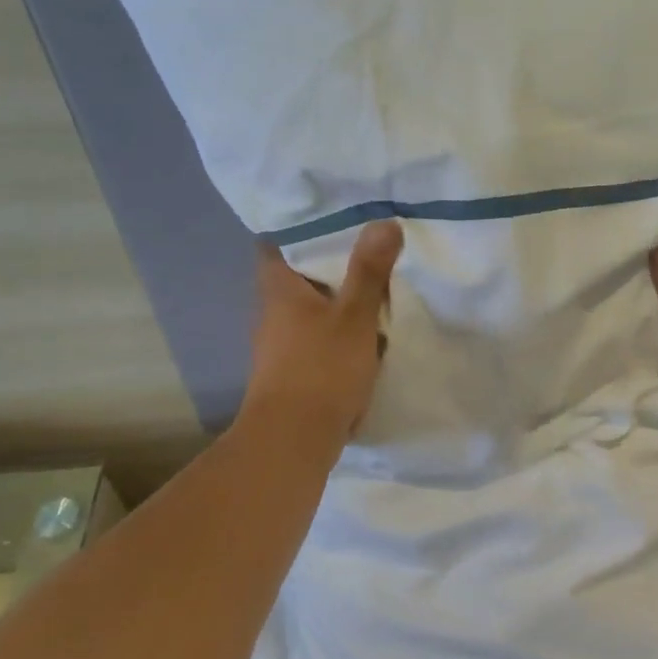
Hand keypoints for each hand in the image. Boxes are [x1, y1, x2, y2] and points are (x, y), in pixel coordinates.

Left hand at [242, 220, 403, 441]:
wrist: (294, 441)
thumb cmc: (321, 369)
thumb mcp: (354, 316)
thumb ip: (369, 271)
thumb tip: (384, 222)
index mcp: (279, 289)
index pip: (276, 244)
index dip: (300, 228)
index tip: (334, 218)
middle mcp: (273, 312)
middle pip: (298, 276)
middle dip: (329, 264)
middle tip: (366, 246)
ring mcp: (281, 344)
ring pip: (311, 308)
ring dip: (337, 299)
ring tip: (374, 284)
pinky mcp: (294, 370)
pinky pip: (318, 336)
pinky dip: (338, 329)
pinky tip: (367, 332)